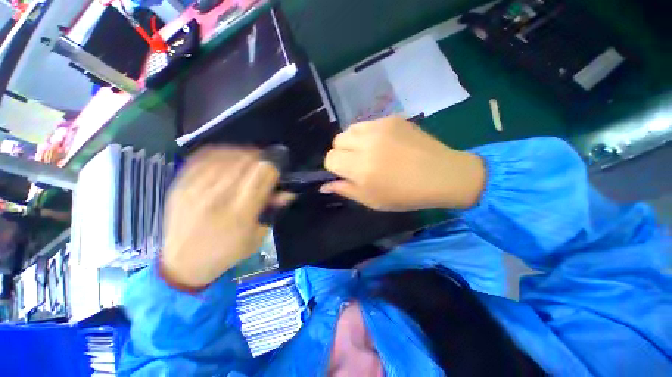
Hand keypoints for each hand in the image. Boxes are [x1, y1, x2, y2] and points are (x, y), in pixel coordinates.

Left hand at [161, 148, 279, 289]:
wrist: (183, 263)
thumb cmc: (226, 252)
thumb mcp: (257, 236)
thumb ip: (272, 210)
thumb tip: (288, 192)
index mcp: (241, 212)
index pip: (263, 175)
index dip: (273, 169)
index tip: (276, 172)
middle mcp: (218, 197)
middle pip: (246, 162)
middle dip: (260, 160)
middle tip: (264, 164)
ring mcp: (195, 189)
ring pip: (226, 156)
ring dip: (242, 154)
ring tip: (249, 158)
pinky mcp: (180, 185)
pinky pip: (202, 157)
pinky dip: (220, 153)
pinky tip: (228, 156)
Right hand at [320, 117, 485, 210]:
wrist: (442, 175)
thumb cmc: (405, 195)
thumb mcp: (371, 200)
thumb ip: (345, 190)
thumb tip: (324, 185)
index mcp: (361, 167)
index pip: (330, 159)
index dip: (334, 167)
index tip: (345, 173)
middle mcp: (367, 144)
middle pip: (337, 141)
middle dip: (342, 153)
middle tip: (357, 163)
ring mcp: (380, 127)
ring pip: (350, 129)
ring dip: (353, 142)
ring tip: (368, 152)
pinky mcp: (392, 119)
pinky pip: (368, 124)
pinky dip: (368, 135)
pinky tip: (383, 144)